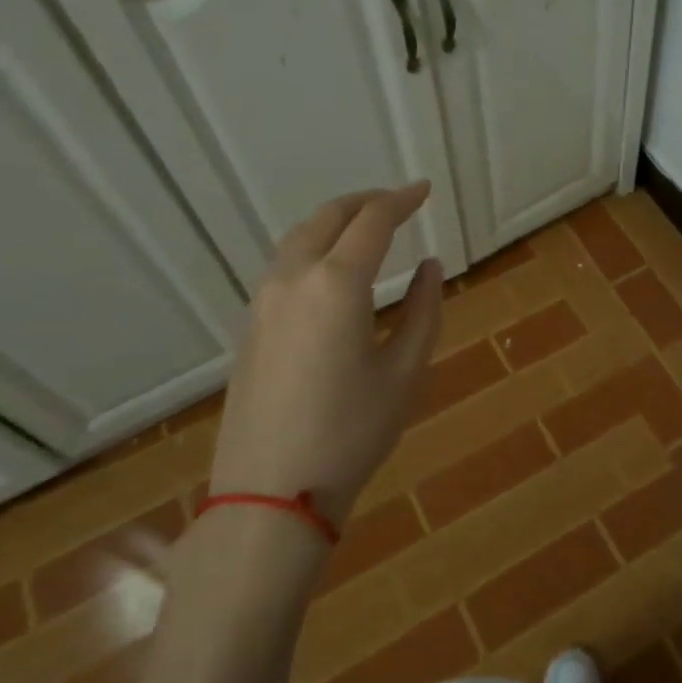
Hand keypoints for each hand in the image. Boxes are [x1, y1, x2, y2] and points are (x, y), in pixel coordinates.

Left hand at [211, 182, 442, 528]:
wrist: (271, 491)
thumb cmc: (351, 433)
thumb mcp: (405, 372)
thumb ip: (424, 310)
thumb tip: (430, 266)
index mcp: (336, 284)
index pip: (373, 221)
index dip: (402, 200)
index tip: (425, 190)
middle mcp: (294, 278)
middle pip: (328, 217)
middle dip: (366, 201)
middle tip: (398, 202)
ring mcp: (264, 301)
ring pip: (299, 237)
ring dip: (335, 221)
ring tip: (366, 228)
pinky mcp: (251, 325)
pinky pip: (284, 264)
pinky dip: (314, 247)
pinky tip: (332, 268)